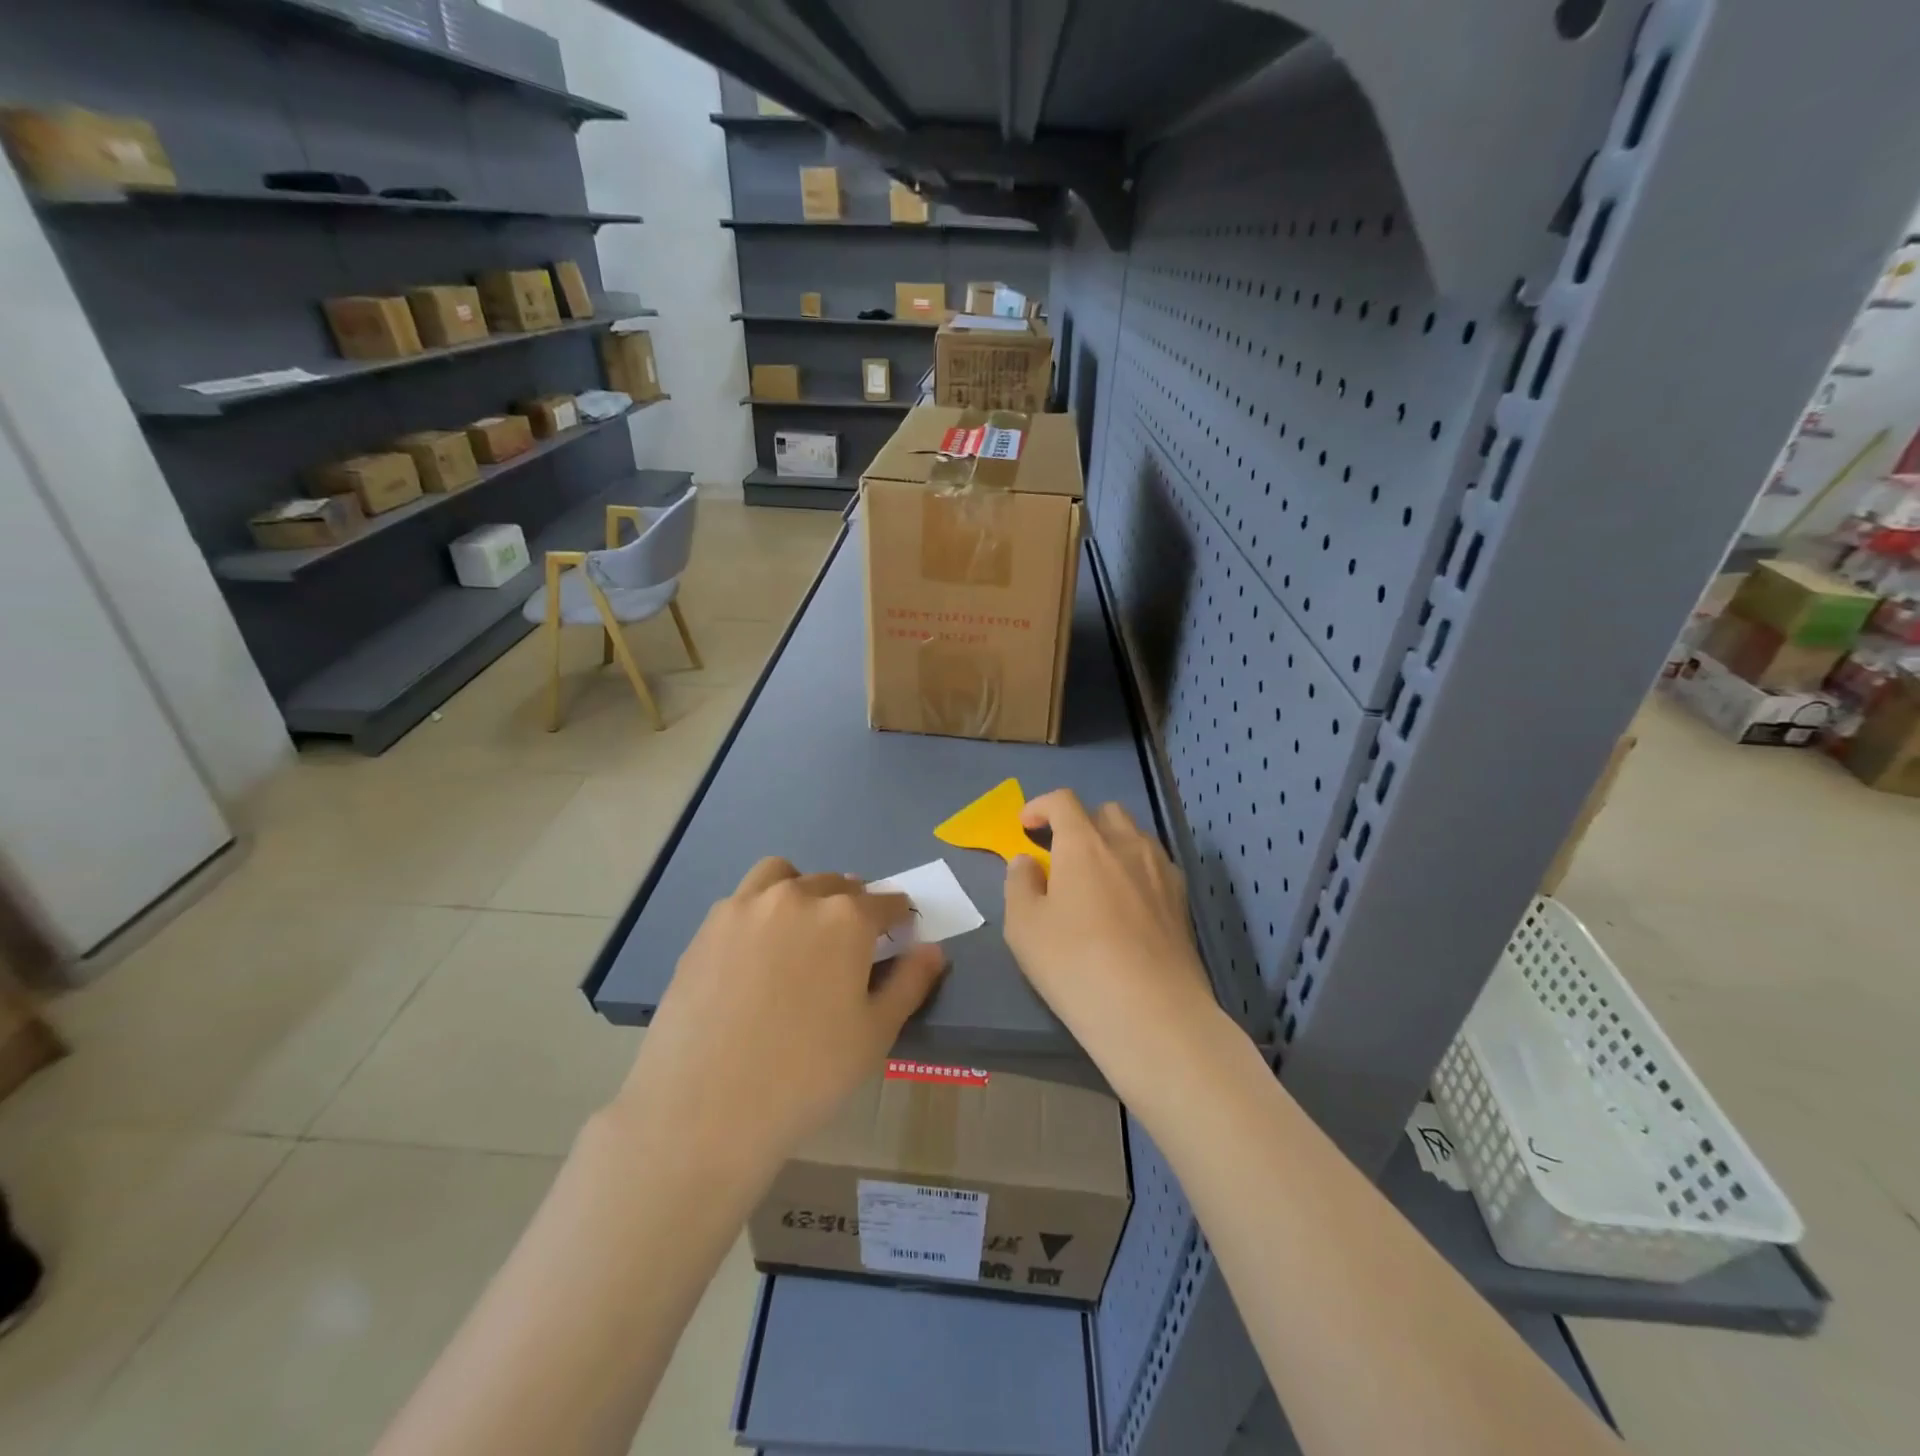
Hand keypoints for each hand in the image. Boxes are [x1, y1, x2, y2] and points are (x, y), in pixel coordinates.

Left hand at [613, 857, 945, 1180]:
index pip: (886, 902)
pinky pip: (744, 899)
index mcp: (846, 918)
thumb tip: (932, 949)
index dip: (899, 918)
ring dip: (804, 891)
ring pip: (786, 877)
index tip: (900, 935)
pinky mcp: (707, 927)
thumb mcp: (875, 1034)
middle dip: (853, 906)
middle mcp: (798, 896)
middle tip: (851, 946)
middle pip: (838, 885)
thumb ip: (911, 983)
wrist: (704, 1108)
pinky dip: (761, 909)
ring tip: (801, 930)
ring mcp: (747, 907)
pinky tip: (756, 953)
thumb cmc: (806, 1074)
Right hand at [1004, 790, 1220, 1088]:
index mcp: (1084, 843)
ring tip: (1096, 878)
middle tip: (1061, 855)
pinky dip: (1135, 869)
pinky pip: (1155, 865)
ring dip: (1111, 843)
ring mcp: (1161, 870)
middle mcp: (1127, 844)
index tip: (1025, 826)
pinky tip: (1127, 903)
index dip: (1040, 806)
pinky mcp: (1182, 900)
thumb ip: (1019, 883)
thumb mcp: (1024, 927)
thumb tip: (1027, 860)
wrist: (1153, 1012)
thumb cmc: (1076, 964)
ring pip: (1135, 836)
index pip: (1063, 801)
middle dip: (1080, 823)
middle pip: (1105, 812)